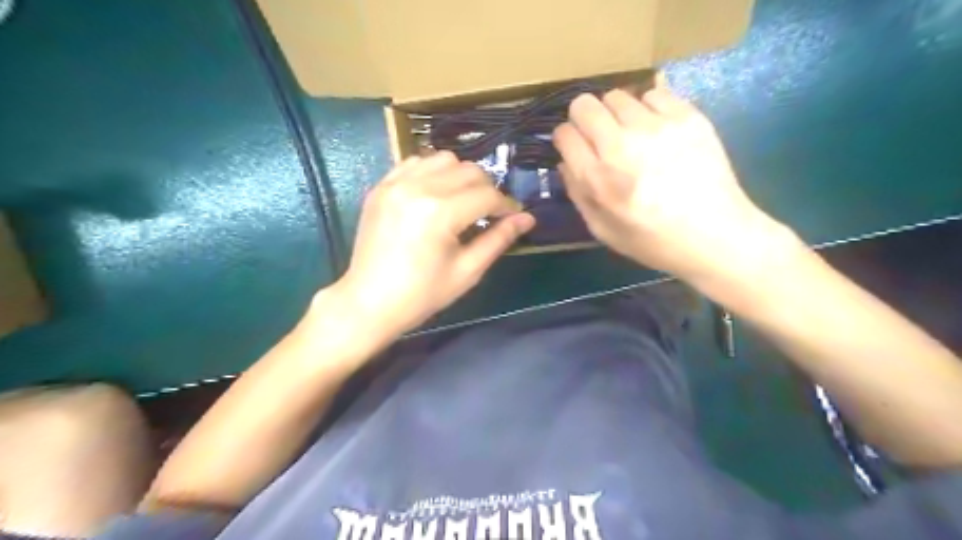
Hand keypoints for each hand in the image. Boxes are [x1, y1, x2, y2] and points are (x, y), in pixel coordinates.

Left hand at [333, 151, 538, 335]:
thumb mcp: (467, 271)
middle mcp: (418, 187)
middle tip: (489, 213)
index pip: (487, 195)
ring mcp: (395, 183)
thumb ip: (498, 239)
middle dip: (487, 189)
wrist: (369, 303)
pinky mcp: (381, 187)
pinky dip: (433, 172)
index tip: (514, 217)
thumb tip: (527, 218)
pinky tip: (435, 195)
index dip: (507, 205)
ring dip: (461, 176)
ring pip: (443, 159)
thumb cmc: (421, 294)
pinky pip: (415, 162)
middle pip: (469, 170)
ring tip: (462, 201)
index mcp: (440, 212)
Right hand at [553, 88, 792, 281]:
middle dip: (584, 118)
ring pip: (617, 95)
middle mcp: (621, 145)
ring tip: (631, 133)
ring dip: (616, 113)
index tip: (575, 147)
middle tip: (599, 135)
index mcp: (597, 177)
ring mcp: (655, 127)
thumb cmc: (652, 240)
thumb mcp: (601, 230)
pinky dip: (648, 107)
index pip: (564, 134)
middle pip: (584, 105)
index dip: (566, 139)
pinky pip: (653, 93)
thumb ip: (577, 193)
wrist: (714, 235)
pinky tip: (657, 129)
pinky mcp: (687, 116)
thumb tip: (566, 161)